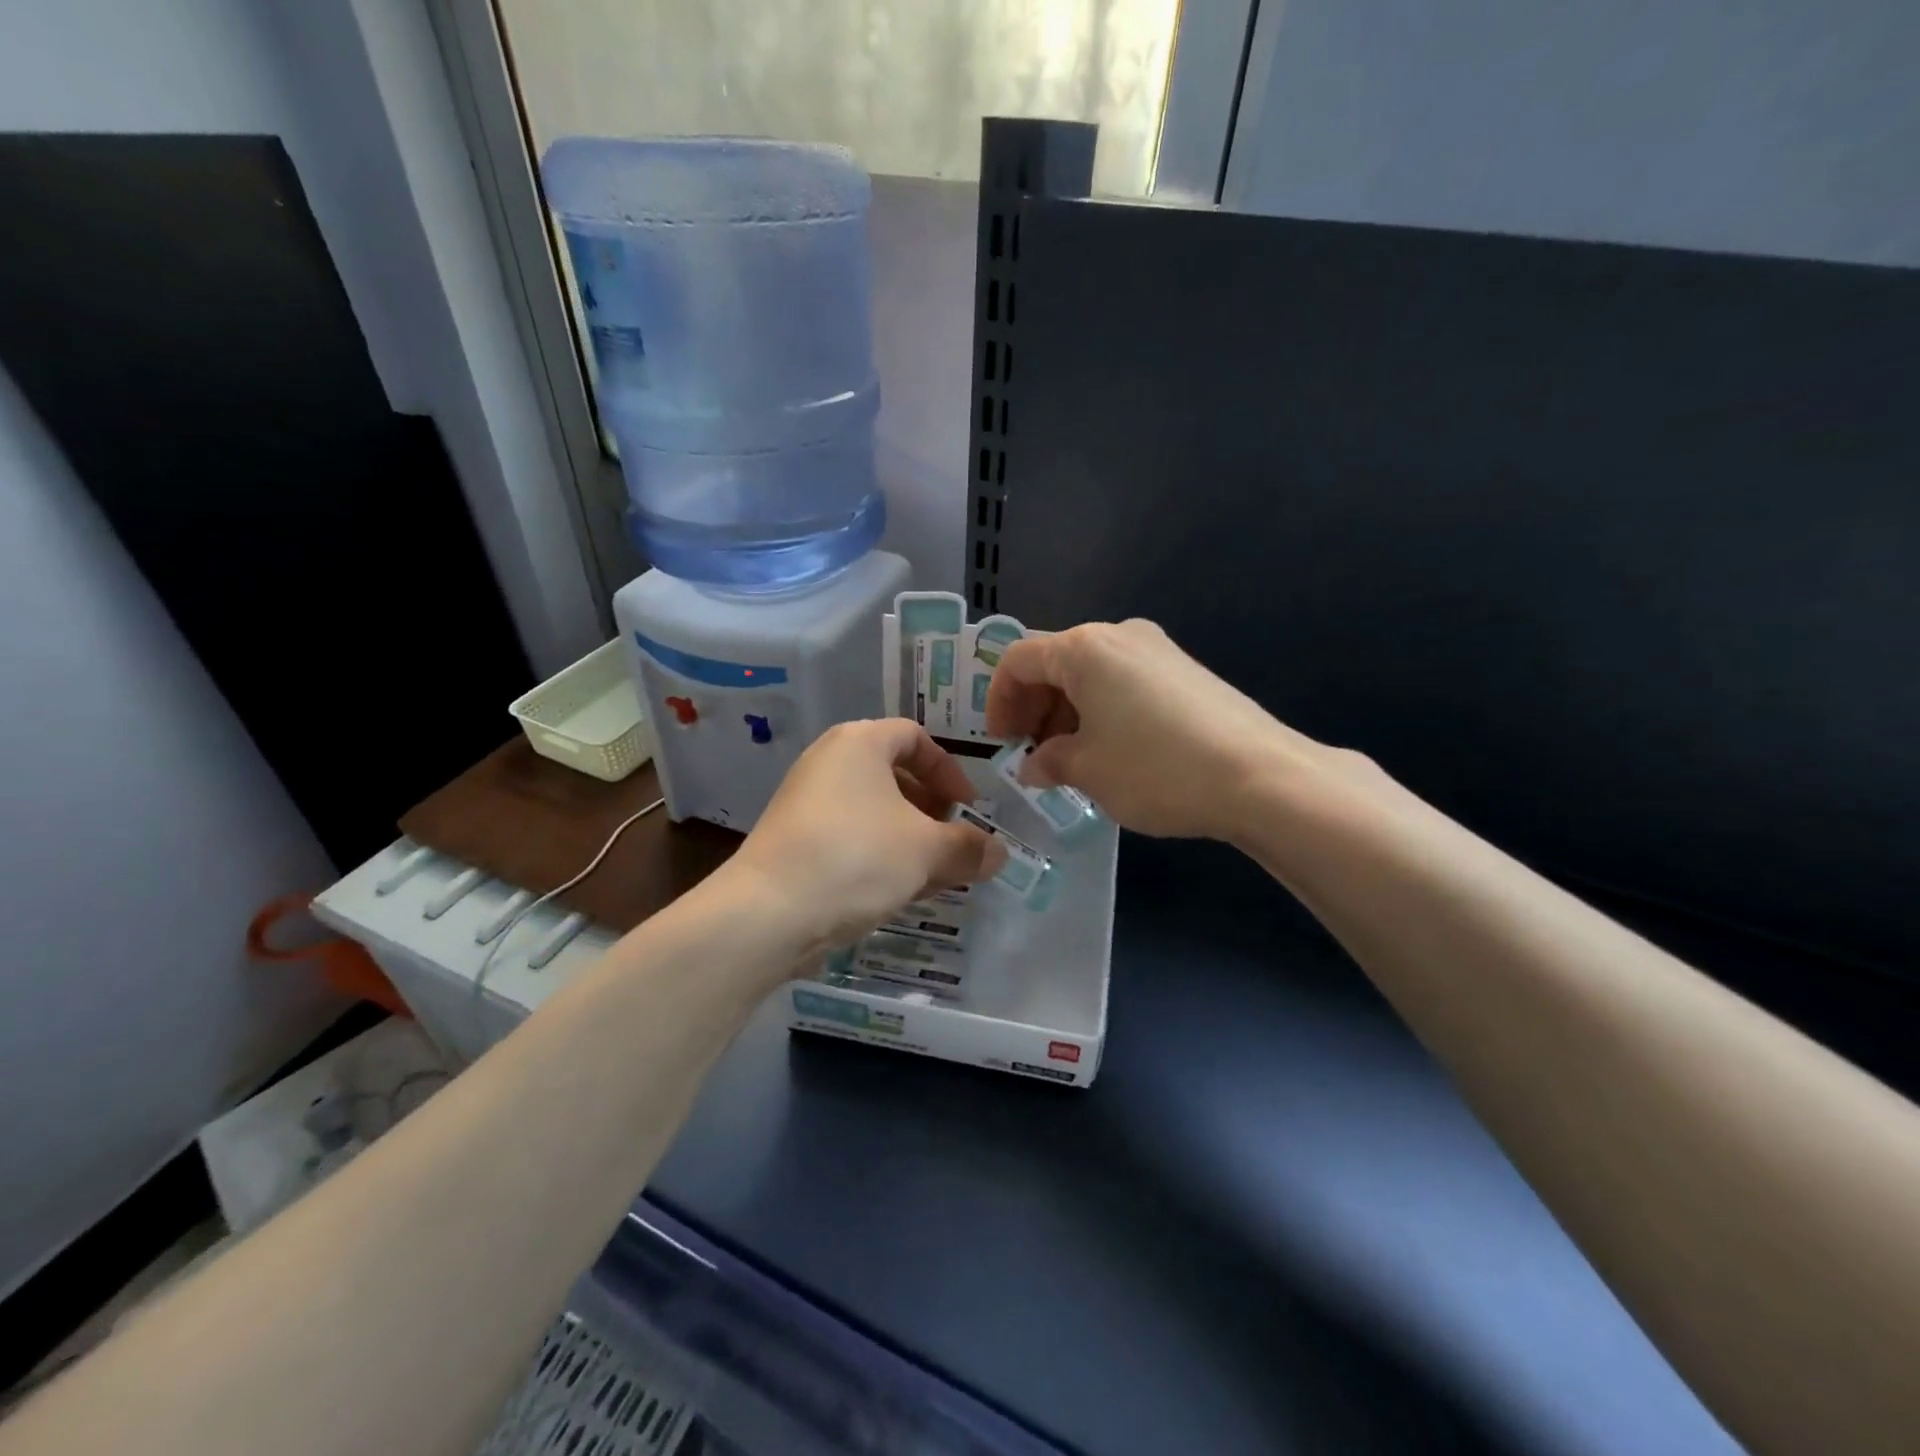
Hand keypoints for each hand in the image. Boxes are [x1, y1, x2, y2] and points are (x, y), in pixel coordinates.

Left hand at [726, 719, 1001, 955]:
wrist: (768, 912)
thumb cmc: (857, 858)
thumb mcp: (927, 851)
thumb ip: (969, 848)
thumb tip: (1000, 853)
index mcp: (860, 743)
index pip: (916, 738)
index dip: (950, 771)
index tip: (968, 809)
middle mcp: (829, 761)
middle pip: (894, 775)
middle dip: (932, 810)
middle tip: (953, 843)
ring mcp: (806, 801)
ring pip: (873, 811)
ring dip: (909, 838)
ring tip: (933, 875)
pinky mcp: (794, 840)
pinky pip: (850, 836)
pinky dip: (879, 854)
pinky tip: (898, 891)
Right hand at [986, 619, 1365, 840]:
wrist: (1258, 776)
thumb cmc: (1155, 768)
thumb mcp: (1087, 770)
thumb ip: (1049, 761)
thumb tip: (1035, 764)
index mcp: (1084, 648)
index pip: (1019, 661)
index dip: (1000, 701)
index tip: (1001, 742)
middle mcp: (1119, 635)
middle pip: (1056, 662)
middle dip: (1035, 707)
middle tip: (1033, 754)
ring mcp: (1158, 650)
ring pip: (1092, 674)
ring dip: (1068, 712)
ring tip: (1070, 760)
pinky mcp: (1186, 671)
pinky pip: (1125, 682)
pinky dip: (1103, 711)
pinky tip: (1111, 751)